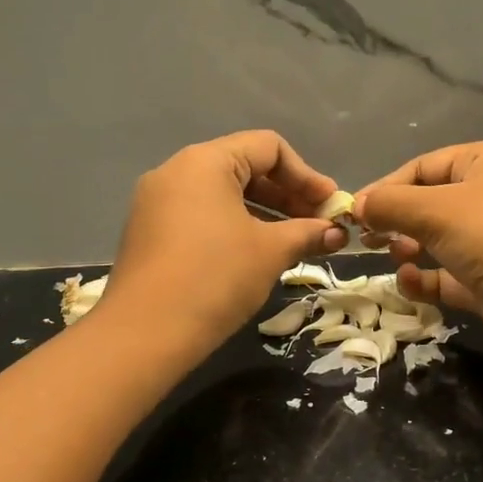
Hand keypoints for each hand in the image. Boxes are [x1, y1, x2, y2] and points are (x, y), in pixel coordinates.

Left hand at [103, 131, 347, 353]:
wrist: (145, 334)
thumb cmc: (216, 278)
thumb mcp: (271, 251)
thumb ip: (308, 233)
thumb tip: (337, 233)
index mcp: (205, 162)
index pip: (268, 148)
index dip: (307, 175)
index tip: (330, 206)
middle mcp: (176, 171)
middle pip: (245, 167)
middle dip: (288, 195)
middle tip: (319, 225)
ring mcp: (157, 202)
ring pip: (223, 194)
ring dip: (264, 213)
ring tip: (294, 242)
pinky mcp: (149, 232)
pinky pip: (201, 215)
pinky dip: (234, 226)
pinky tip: (256, 254)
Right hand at [354, 141, 482, 373]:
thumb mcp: (438, 211)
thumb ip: (391, 204)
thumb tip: (356, 205)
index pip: (424, 166)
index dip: (386, 187)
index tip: (355, 213)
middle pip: (428, 202)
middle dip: (396, 219)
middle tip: (367, 239)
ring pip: (436, 239)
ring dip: (408, 247)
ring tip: (394, 256)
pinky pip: (446, 274)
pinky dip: (425, 278)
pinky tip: (409, 282)